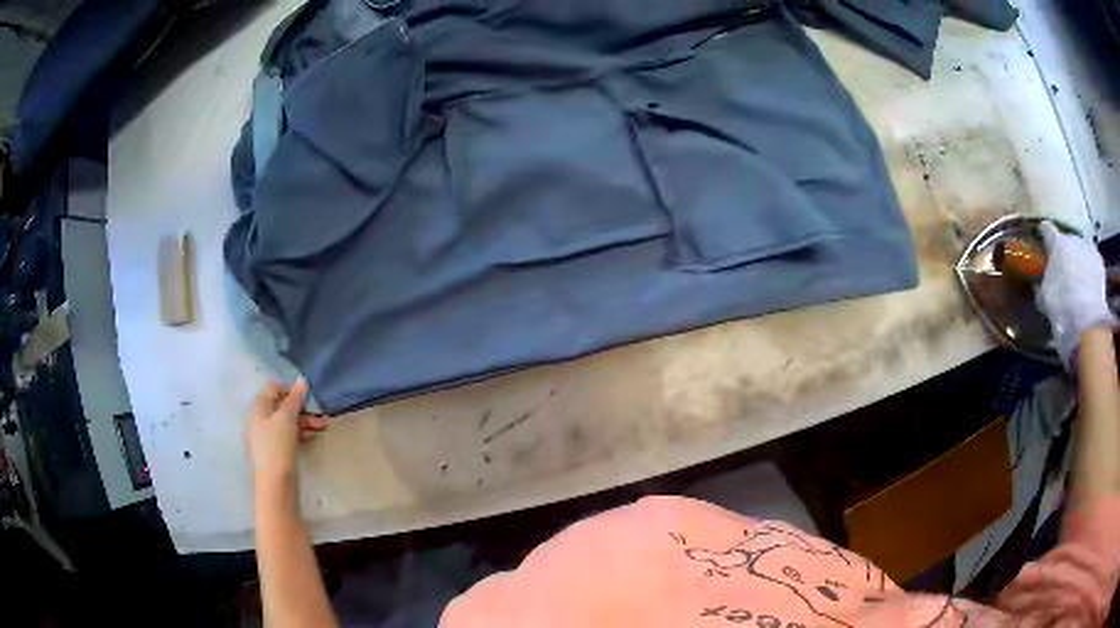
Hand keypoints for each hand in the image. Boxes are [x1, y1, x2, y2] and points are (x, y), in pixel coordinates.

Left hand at [245, 378, 326, 485]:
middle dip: (302, 408)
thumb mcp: (286, 418)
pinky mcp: (276, 451)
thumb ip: (294, 399)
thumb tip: (301, 381)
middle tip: (320, 414)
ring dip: (305, 421)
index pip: (273, 388)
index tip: (307, 396)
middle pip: (282, 406)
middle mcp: (261, 419)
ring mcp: (268, 437)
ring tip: (323, 427)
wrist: (275, 483)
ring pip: (287, 422)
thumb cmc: (277, 446)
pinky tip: (313, 436)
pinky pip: (289, 435)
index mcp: (259, 408)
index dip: (290, 389)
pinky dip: (301, 433)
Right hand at [1036, 221, 1113, 364]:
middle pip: (1068, 240)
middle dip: (1066, 253)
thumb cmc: (1060, 305)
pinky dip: (1091, 272)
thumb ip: (1042, 283)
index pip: (1047, 230)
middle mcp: (1072, 237)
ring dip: (1080, 261)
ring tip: (1079, 280)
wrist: (1085, 319)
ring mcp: (1088, 248)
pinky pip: (1093, 264)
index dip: (1044, 236)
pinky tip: (1089, 288)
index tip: (1043, 242)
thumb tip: (1040, 283)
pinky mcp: (1100, 263)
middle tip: (1064, 269)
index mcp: (1056, 241)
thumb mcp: (1044, 297)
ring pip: (1082, 251)